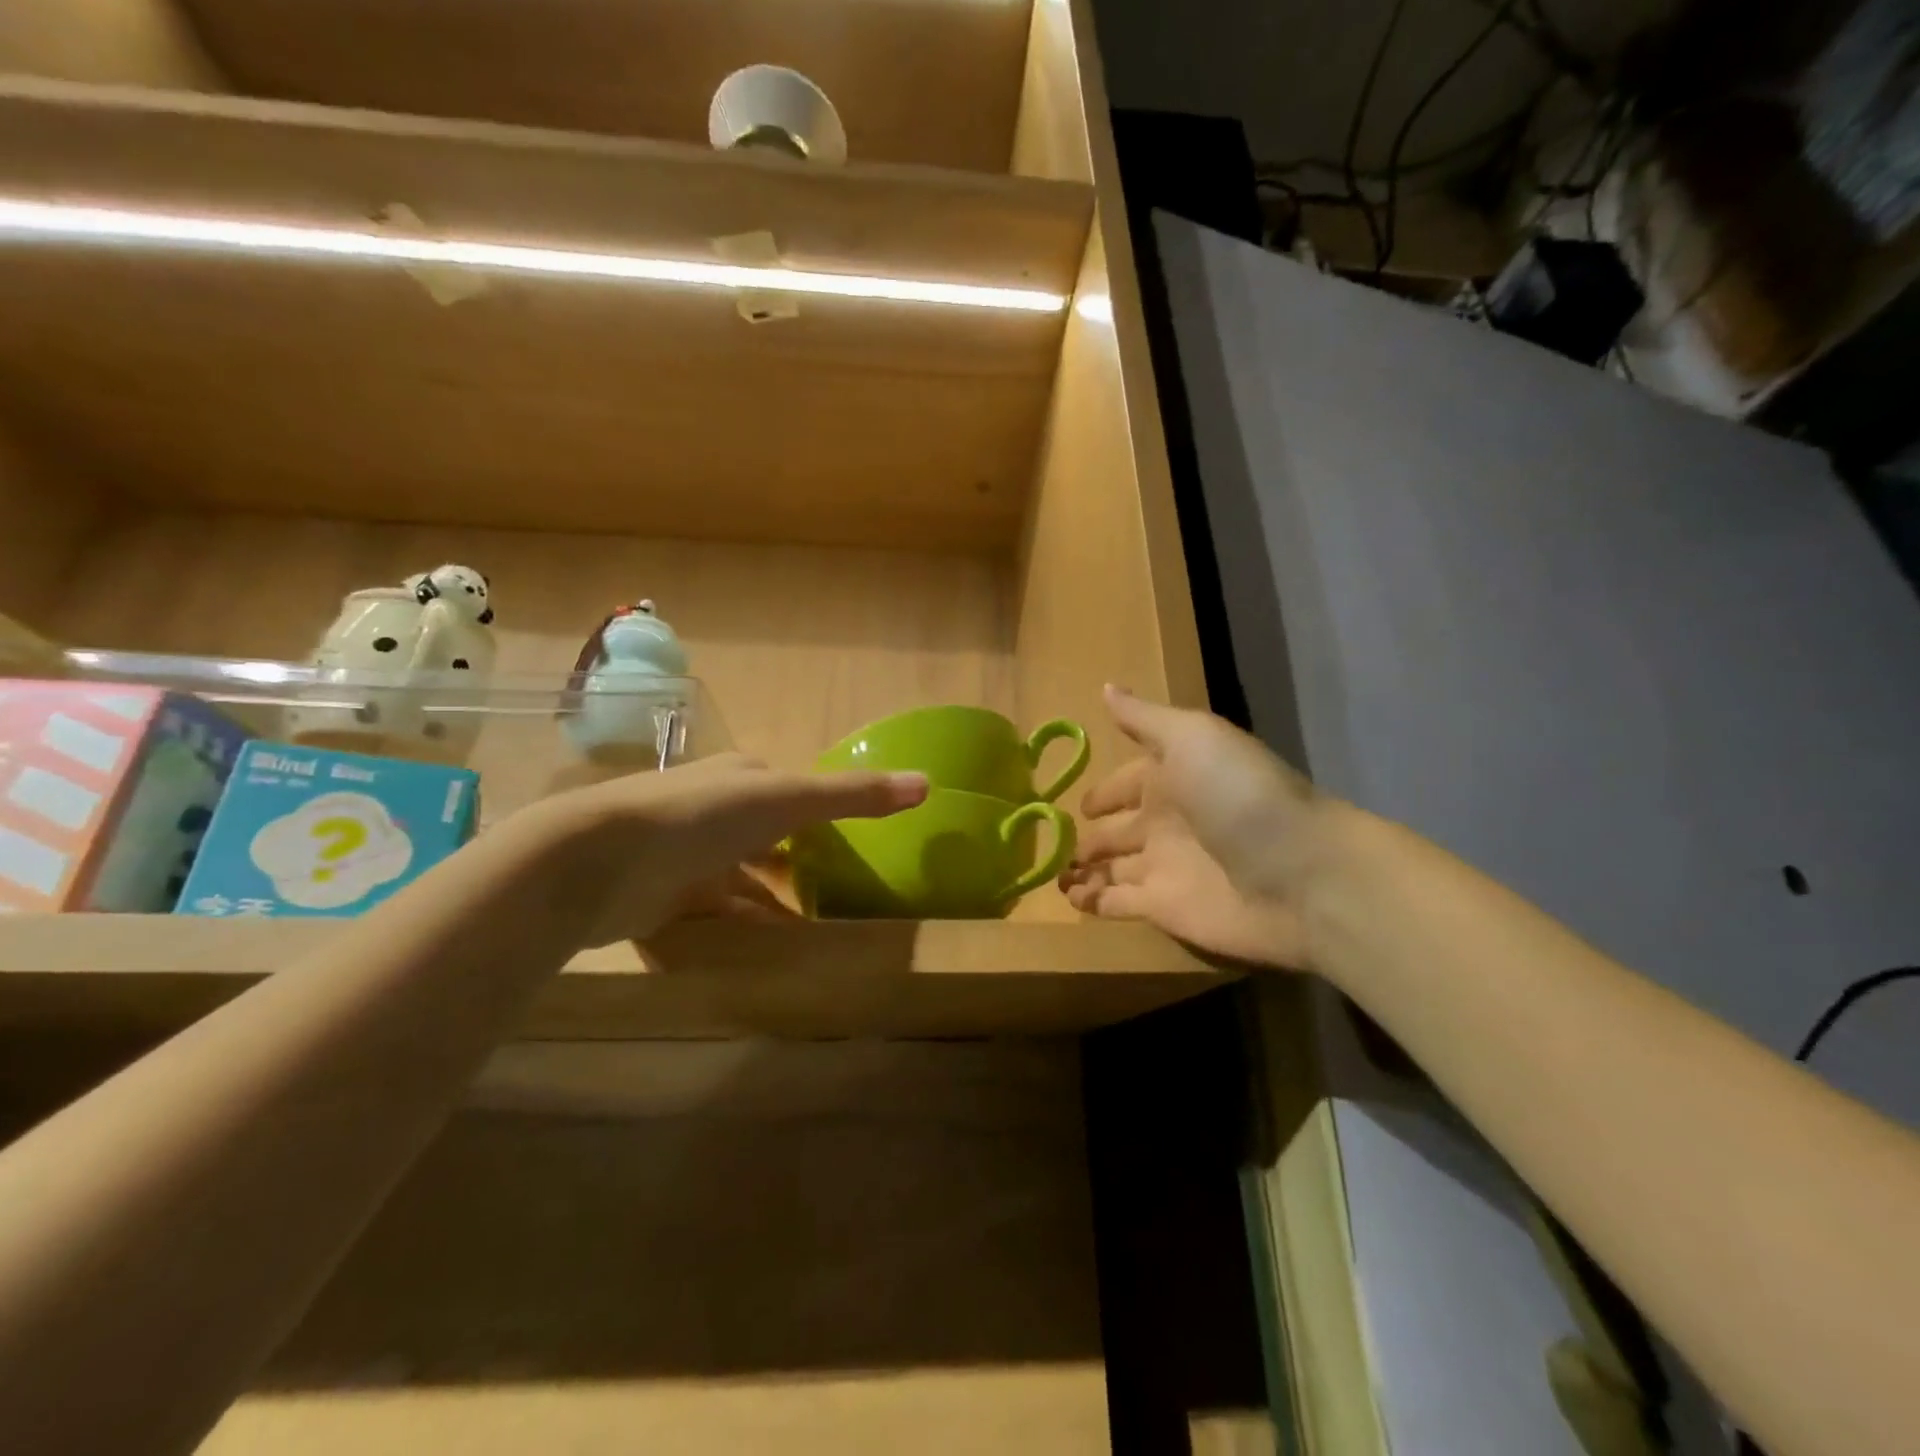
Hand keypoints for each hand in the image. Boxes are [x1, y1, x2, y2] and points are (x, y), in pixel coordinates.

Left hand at [519, 753, 926, 949]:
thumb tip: (927, 783)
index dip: (818, 811)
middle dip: (794, 860)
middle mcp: (711, 810)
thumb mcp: (786, 801)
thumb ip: (853, 795)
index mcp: (739, 778)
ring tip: (810, 930)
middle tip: (836, 891)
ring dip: (769, 901)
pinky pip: (712, 915)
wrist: (596, 862)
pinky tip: (763, 953)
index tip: (851, 843)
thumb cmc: (700, 818)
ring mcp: (683, 855)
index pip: (788, 790)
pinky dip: (738, 929)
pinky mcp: (660, 898)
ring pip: (739, 879)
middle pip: (764, 836)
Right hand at [1060, 686, 1337, 969]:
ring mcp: (1164, 867)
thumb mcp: (1191, 737)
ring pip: (1112, 868)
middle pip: (1118, 830)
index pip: (1127, 783)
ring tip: (1052, 874)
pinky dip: (1093, 902)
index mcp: (1173, 778)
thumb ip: (1143, 719)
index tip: (1077, 803)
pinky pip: (1117, 903)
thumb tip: (1106, 687)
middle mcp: (1166, 822)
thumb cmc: (1239, 794)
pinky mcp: (1164, 909)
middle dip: (1088, 835)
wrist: (1300, 874)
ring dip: (1083, 870)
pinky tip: (1069, 899)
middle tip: (1050, 841)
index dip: (1104, 792)